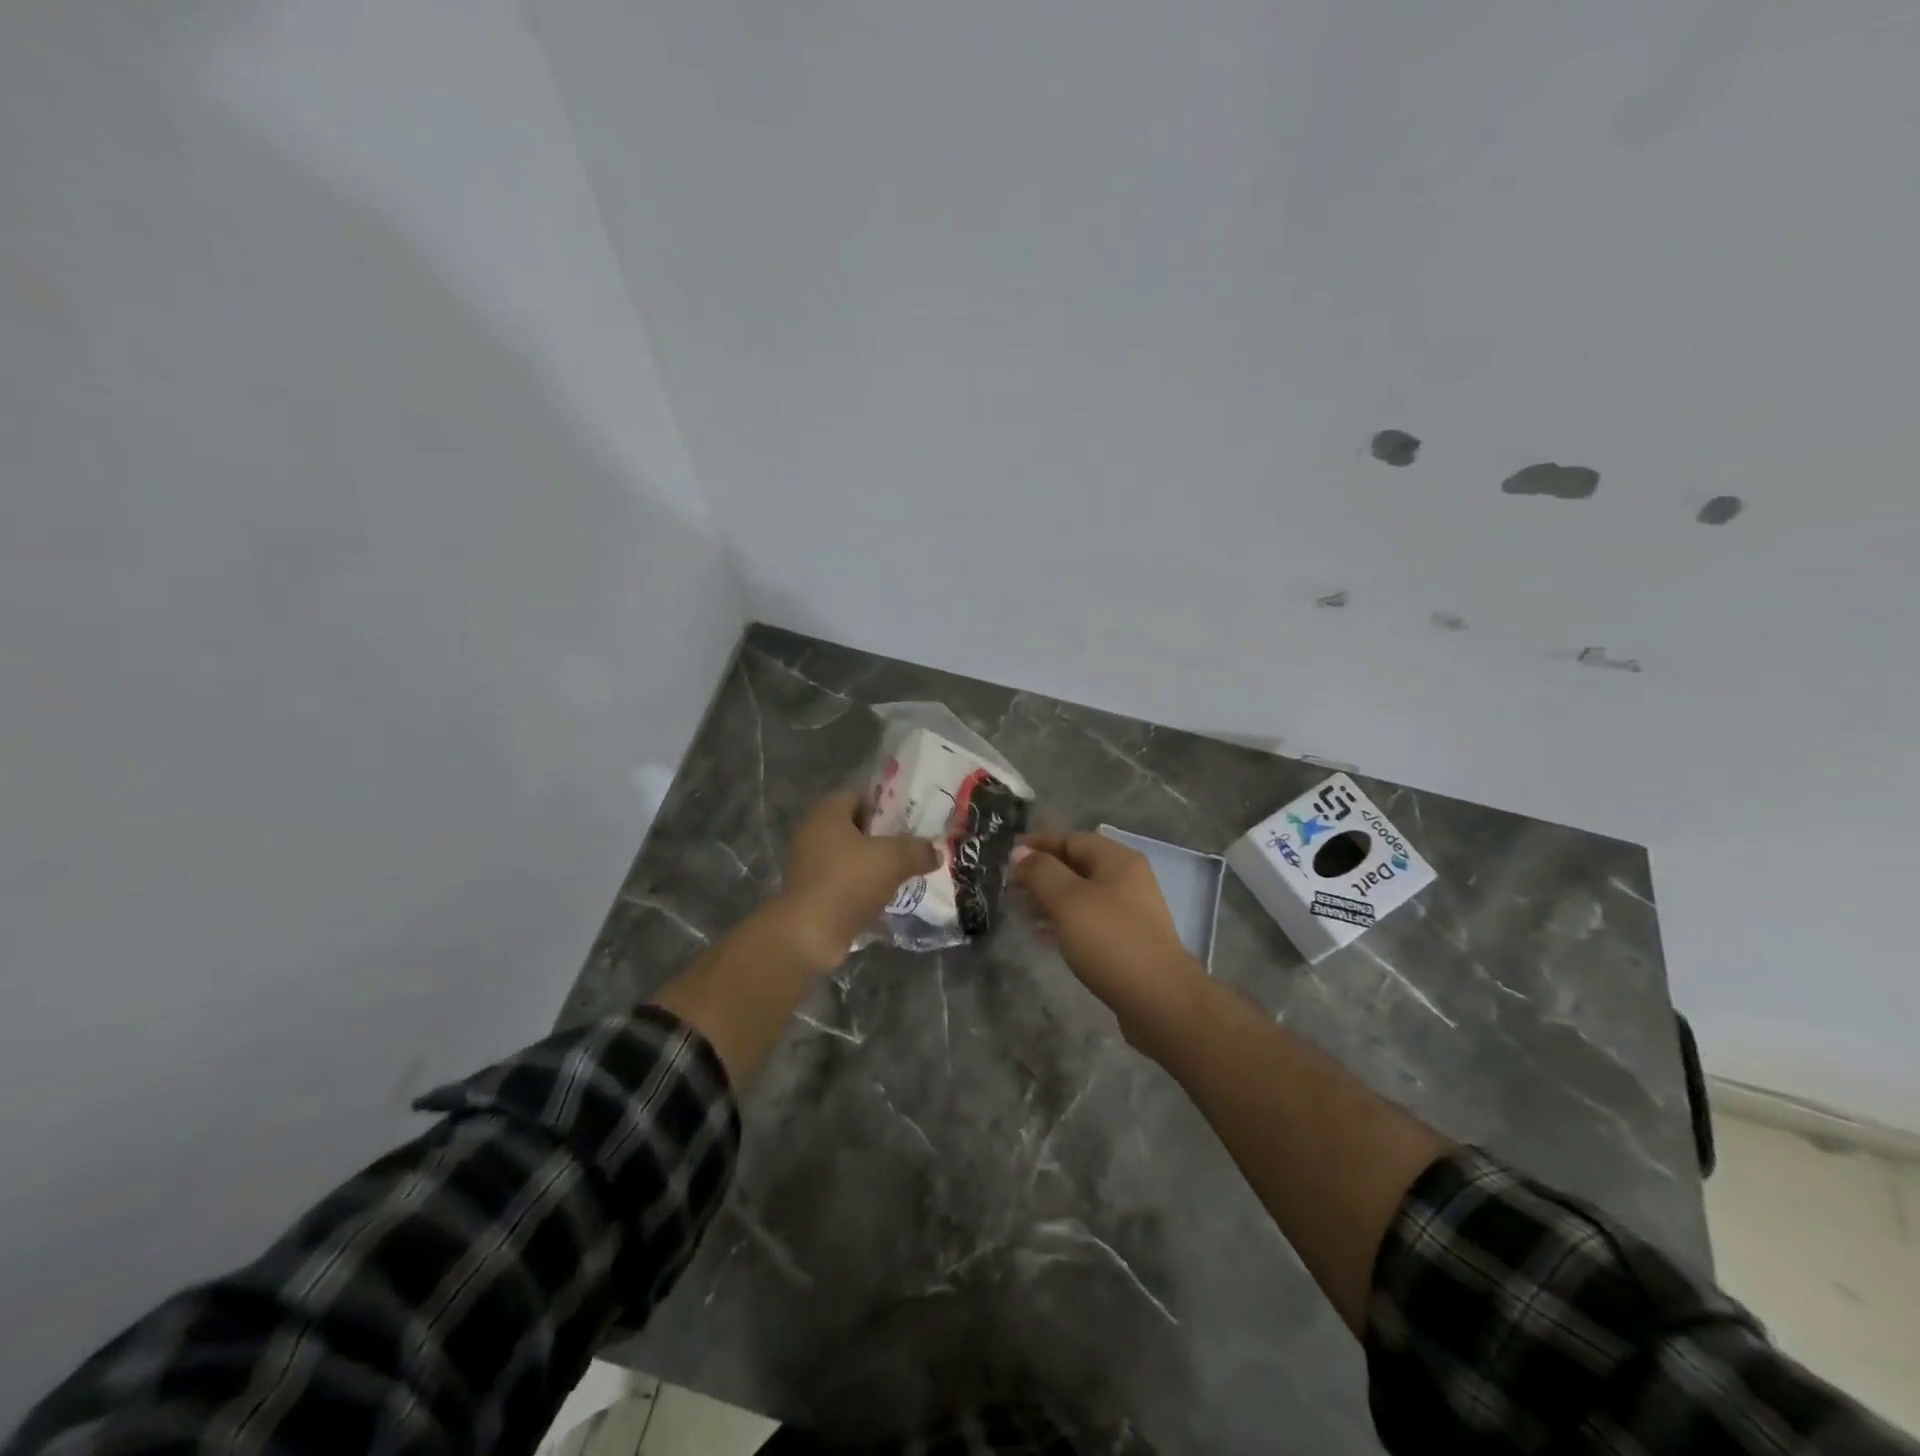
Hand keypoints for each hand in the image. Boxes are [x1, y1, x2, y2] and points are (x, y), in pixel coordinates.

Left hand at [778, 790, 940, 969]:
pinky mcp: (812, 892)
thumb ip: (918, 850)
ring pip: (852, 855)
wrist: (808, 935)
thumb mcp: (893, 860)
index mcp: (827, 812)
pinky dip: (865, 885)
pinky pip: (845, 880)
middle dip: (886, 834)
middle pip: (857, 825)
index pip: (860, 794)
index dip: (888, 802)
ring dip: (876, 862)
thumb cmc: (847, 883)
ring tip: (908, 869)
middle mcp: (813, 832)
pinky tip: (889, 894)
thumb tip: (935, 851)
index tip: (914, 815)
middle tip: (916, 842)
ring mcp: (810, 864)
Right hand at [1013, 831, 1210, 1051]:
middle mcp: (1126, 880)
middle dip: (1041, 874)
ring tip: (1019, 913)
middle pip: (1076, 866)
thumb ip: (1040, 872)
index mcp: (1117, 860)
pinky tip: (1042, 937)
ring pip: (1080, 896)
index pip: (1071, 839)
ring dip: (1049, 900)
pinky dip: (1063, 923)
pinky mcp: (1127, 942)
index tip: (1007, 857)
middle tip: (1009, 888)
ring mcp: (1129, 912)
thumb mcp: (1068, 900)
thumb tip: (1020, 852)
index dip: (1038, 844)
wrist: (1160, 1000)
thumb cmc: (1110, 941)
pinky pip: (1088, 922)